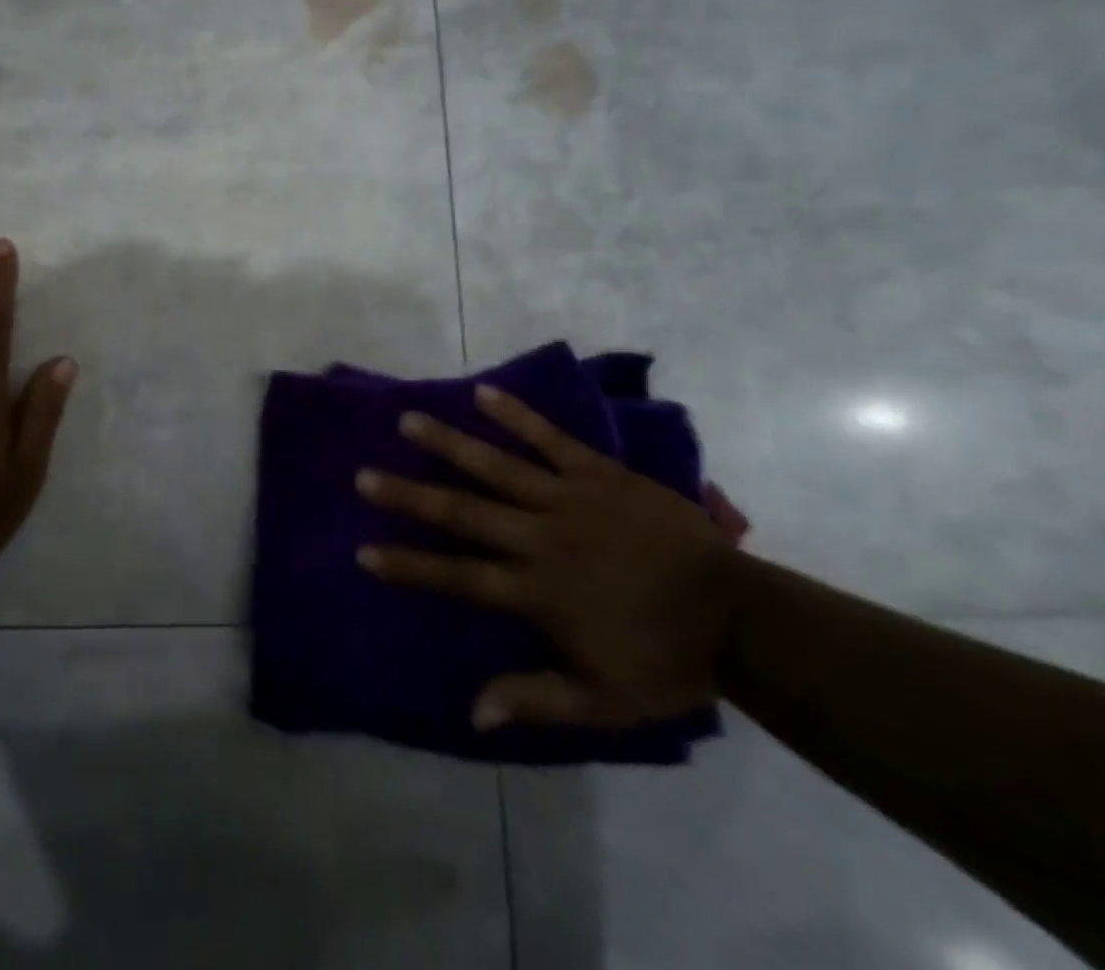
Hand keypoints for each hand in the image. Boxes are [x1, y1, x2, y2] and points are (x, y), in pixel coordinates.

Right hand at [357, 386, 740, 731]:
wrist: (740, 616)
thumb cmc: (666, 660)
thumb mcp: (604, 702)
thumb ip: (537, 699)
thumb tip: (473, 712)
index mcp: (537, 591)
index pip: (458, 576)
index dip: (408, 565)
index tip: (364, 552)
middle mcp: (541, 538)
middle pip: (464, 513)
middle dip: (409, 496)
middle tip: (365, 476)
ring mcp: (569, 499)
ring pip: (497, 466)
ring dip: (448, 444)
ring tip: (408, 421)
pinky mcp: (598, 472)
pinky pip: (551, 439)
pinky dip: (517, 415)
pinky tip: (483, 393)